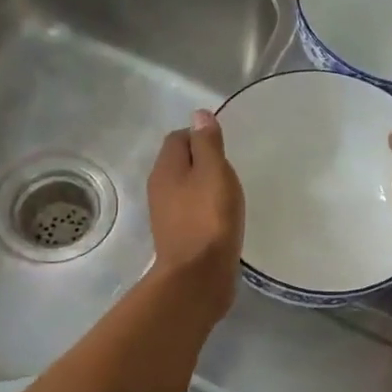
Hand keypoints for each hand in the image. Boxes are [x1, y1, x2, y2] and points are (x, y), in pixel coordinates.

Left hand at [148, 110, 244, 317]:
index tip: (225, 146)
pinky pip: (192, 211)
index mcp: (166, 168)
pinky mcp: (178, 236)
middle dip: (203, 160)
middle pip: (180, 162)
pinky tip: (224, 216)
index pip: (179, 137)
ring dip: (205, 186)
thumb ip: (207, 143)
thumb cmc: (209, 219)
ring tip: (231, 192)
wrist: (197, 277)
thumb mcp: (213, 172)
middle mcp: (160, 188)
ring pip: (186, 188)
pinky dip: (206, 208)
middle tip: (231, 168)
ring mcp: (167, 214)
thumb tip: (198, 114)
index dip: (200, 135)